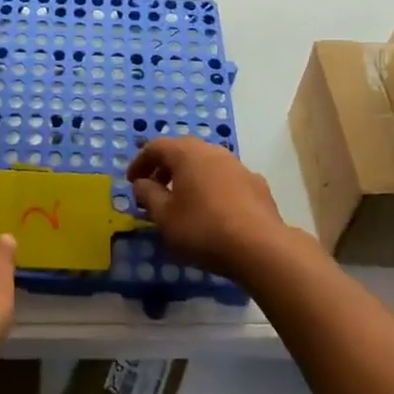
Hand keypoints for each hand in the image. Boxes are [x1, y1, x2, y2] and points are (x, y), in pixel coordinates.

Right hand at [128, 137, 286, 278]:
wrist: (260, 247)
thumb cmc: (203, 228)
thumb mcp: (165, 216)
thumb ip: (149, 195)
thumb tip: (142, 183)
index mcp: (187, 153)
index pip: (156, 147)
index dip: (140, 162)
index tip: (132, 181)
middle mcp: (213, 151)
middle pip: (182, 151)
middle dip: (165, 168)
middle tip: (154, 189)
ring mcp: (238, 166)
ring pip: (206, 164)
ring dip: (190, 177)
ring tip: (183, 201)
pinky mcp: (256, 185)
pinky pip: (226, 179)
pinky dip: (212, 188)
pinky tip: (213, 211)